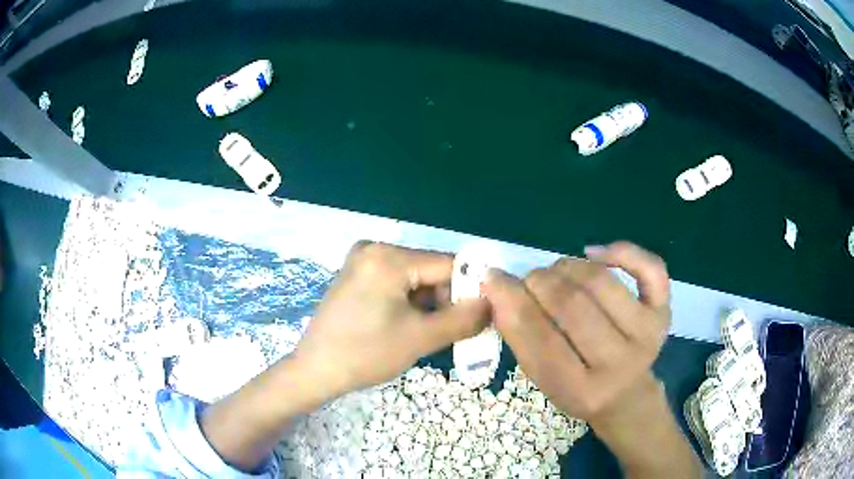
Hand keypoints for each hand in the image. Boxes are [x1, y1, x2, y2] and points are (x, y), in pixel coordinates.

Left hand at [292, 242, 489, 398]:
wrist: (316, 370)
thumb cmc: (366, 353)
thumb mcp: (421, 338)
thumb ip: (463, 318)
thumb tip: (493, 303)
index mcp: (388, 256)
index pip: (448, 264)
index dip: (470, 290)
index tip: (481, 316)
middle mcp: (375, 248)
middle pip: (430, 269)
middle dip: (446, 299)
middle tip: (451, 331)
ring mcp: (363, 261)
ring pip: (415, 278)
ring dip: (429, 303)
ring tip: (427, 333)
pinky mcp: (357, 275)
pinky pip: (396, 282)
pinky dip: (410, 302)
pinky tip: (408, 326)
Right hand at [482, 242, 699, 476]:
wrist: (626, 394)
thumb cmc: (578, 388)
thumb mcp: (544, 379)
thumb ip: (522, 337)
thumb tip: (498, 287)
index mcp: (583, 390)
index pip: (541, 341)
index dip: (512, 304)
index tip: (492, 279)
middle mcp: (621, 363)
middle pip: (573, 305)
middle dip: (540, 282)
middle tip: (529, 279)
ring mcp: (649, 333)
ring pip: (602, 282)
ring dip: (568, 267)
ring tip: (556, 272)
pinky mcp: (664, 311)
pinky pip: (649, 267)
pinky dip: (620, 251)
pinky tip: (594, 254)